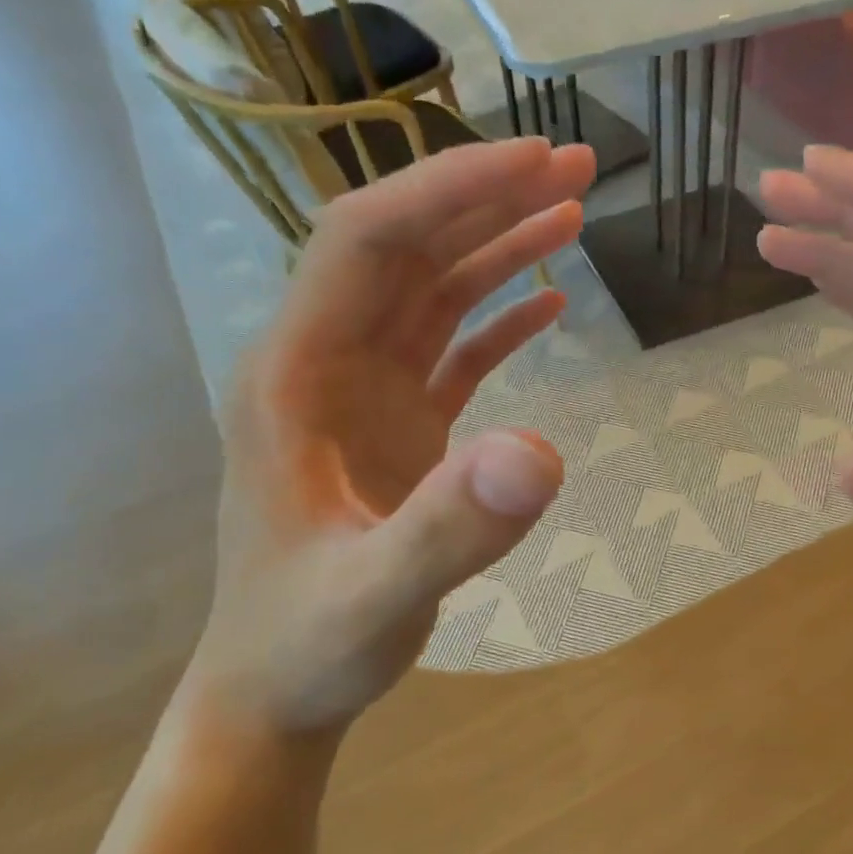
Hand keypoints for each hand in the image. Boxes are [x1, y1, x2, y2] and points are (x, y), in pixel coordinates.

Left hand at [186, 138, 596, 733]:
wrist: (276, 690)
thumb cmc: (307, 643)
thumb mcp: (374, 596)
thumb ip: (450, 528)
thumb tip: (543, 452)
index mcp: (296, 374)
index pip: (367, 241)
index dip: (448, 190)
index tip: (534, 163)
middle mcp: (326, 365)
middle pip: (406, 249)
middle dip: (486, 197)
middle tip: (577, 165)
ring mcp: (365, 397)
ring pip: (433, 293)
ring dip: (499, 247)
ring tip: (573, 212)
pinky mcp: (400, 429)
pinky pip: (452, 351)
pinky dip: (500, 319)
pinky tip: (549, 303)